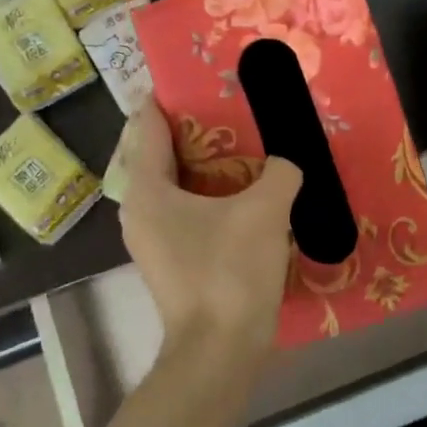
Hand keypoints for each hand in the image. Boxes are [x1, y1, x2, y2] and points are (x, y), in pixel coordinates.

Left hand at [116, 99, 303, 360]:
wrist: (220, 351)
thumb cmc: (230, 273)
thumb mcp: (264, 212)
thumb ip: (279, 173)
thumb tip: (287, 162)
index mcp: (147, 189)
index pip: (146, 125)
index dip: (168, 96)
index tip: (196, 75)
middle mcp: (139, 209)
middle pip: (157, 152)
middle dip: (190, 127)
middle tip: (227, 104)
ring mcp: (153, 238)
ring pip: (173, 183)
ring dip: (202, 162)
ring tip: (240, 141)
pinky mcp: (172, 259)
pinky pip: (185, 209)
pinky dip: (208, 192)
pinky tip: (242, 189)